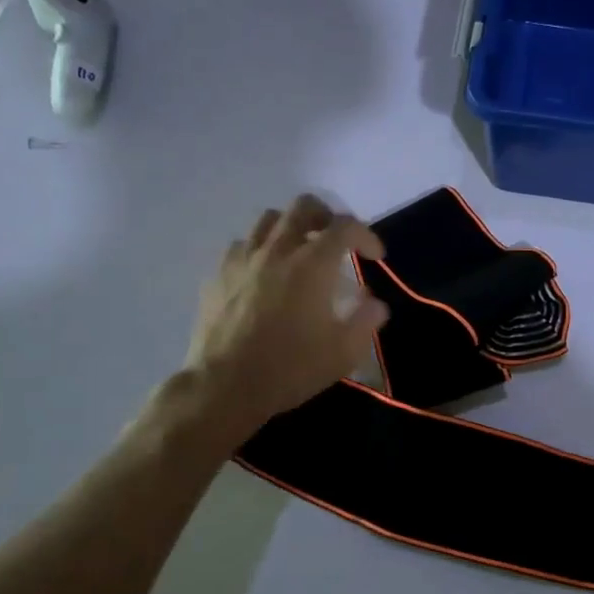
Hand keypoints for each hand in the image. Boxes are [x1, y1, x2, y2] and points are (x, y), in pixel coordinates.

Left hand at [172, 195, 389, 436]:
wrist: (224, 387)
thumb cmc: (290, 368)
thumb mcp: (343, 352)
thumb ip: (365, 320)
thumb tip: (375, 303)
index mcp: (312, 264)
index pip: (346, 227)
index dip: (366, 235)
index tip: (374, 256)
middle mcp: (277, 250)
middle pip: (304, 206)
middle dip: (327, 217)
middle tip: (335, 241)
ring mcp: (243, 259)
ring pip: (269, 219)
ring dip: (290, 227)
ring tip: (299, 251)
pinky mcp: (218, 274)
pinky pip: (242, 245)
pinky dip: (260, 249)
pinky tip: (264, 272)